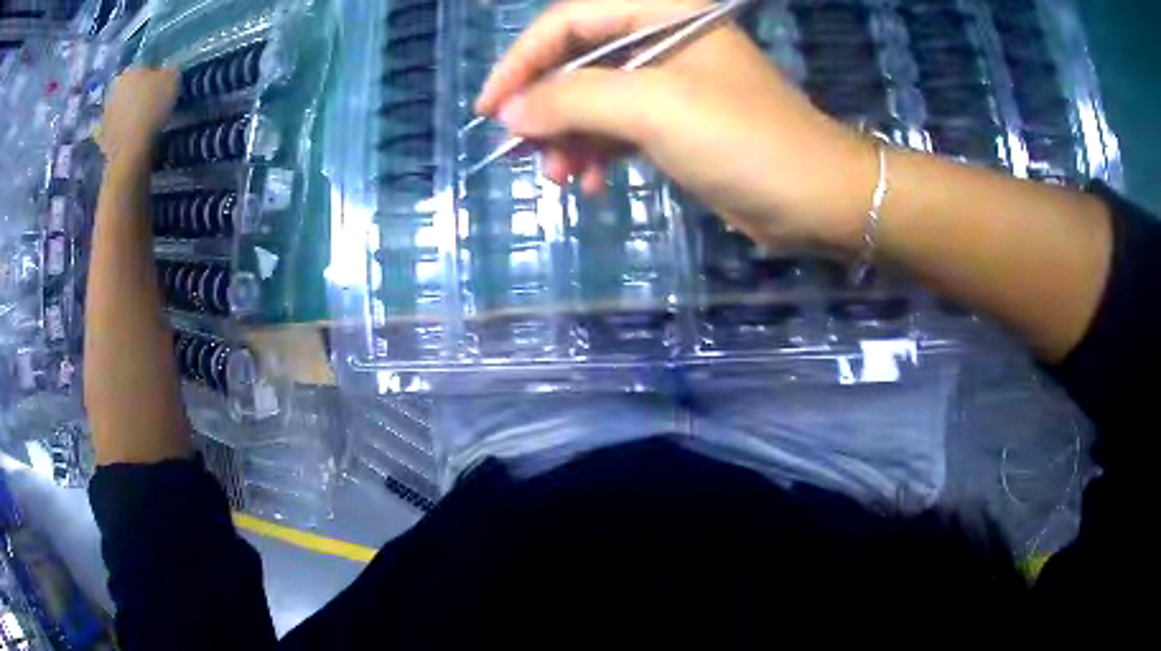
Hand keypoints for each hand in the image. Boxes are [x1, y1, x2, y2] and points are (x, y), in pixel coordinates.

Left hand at [96, 66, 178, 163]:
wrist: (131, 150)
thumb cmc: (151, 106)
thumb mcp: (172, 78)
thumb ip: (169, 71)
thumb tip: (167, 71)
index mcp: (128, 71)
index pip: (143, 67)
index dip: (153, 76)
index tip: (160, 87)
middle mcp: (113, 89)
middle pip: (128, 88)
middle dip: (136, 93)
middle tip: (149, 103)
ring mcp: (104, 115)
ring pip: (119, 108)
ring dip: (126, 113)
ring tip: (139, 122)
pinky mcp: (102, 139)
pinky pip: (114, 131)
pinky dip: (120, 133)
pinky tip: (129, 138)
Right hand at [476, 0, 877, 251]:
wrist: (815, 199)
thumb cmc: (743, 140)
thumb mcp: (654, 108)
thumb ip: (574, 99)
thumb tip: (512, 110)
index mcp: (662, 10)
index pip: (569, 21)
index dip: (521, 61)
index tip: (489, 108)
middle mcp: (663, 35)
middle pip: (578, 60)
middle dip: (546, 106)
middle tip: (522, 151)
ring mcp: (671, 80)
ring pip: (594, 97)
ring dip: (568, 136)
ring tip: (558, 176)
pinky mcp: (677, 120)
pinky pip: (618, 126)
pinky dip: (597, 152)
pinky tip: (589, 181)